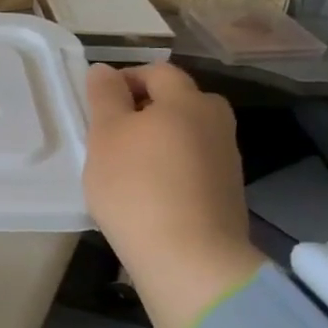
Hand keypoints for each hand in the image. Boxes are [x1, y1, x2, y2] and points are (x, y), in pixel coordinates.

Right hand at [83, 62, 265, 327]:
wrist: (189, 257)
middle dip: (146, 109)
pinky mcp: (228, 191)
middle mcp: (215, 121)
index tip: (98, 104)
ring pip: (187, 134)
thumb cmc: (136, 186)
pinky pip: (194, 164)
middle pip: (178, 101)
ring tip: (128, 166)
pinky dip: (173, 168)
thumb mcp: (105, 135)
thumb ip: (104, 97)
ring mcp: (227, 158)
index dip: (125, 79)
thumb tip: (105, 70)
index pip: (157, 72)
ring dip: (159, 140)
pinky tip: (150, 192)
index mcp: (187, 100)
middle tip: (112, 133)